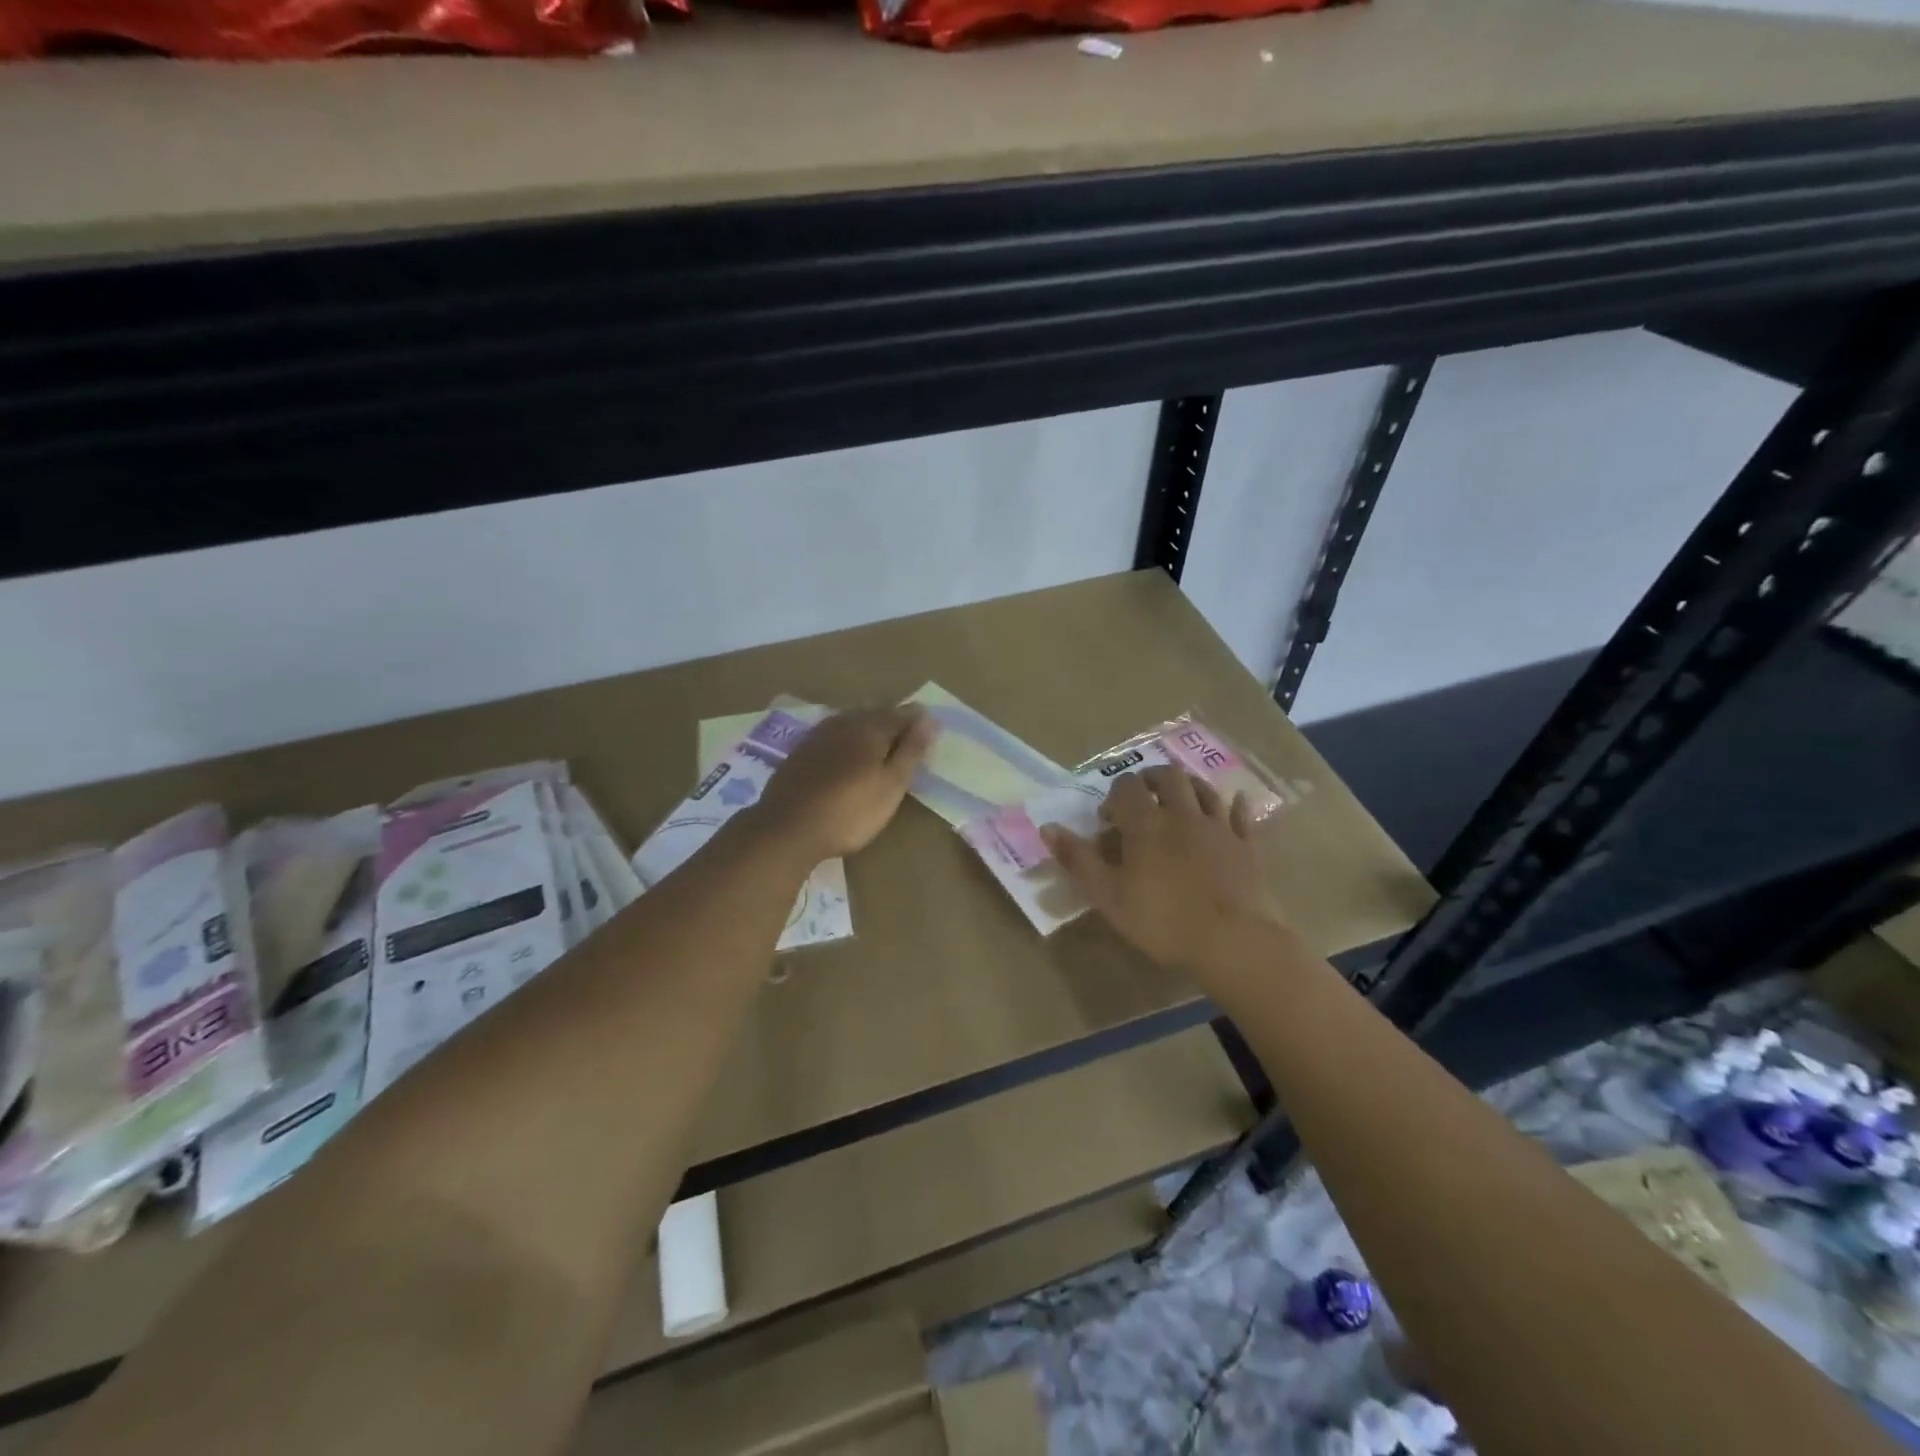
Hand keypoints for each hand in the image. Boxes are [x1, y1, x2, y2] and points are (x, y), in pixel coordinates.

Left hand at [750, 706, 935, 863]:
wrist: (787, 829)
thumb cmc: (850, 811)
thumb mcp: (891, 786)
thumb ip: (910, 751)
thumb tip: (929, 719)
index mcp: (871, 728)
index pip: (902, 714)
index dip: (918, 721)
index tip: (932, 730)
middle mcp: (844, 722)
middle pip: (875, 713)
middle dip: (893, 720)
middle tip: (908, 736)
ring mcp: (818, 735)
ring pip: (851, 721)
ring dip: (868, 727)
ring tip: (880, 743)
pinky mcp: (800, 751)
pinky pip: (832, 735)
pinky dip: (846, 739)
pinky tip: (846, 753)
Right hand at [1041, 766, 1285, 980]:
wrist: (1233, 941)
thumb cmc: (1163, 921)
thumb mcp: (1108, 896)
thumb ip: (1078, 859)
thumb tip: (1047, 828)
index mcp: (1146, 824)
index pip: (1127, 787)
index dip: (1115, 795)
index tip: (1108, 818)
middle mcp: (1183, 814)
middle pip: (1168, 777)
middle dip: (1151, 779)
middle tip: (1142, 796)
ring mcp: (1219, 826)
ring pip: (1204, 788)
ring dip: (1188, 785)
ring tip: (1178, 796)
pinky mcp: (1247, 844)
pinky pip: (1242, 814)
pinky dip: (1234, 805)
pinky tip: (1234, 803)